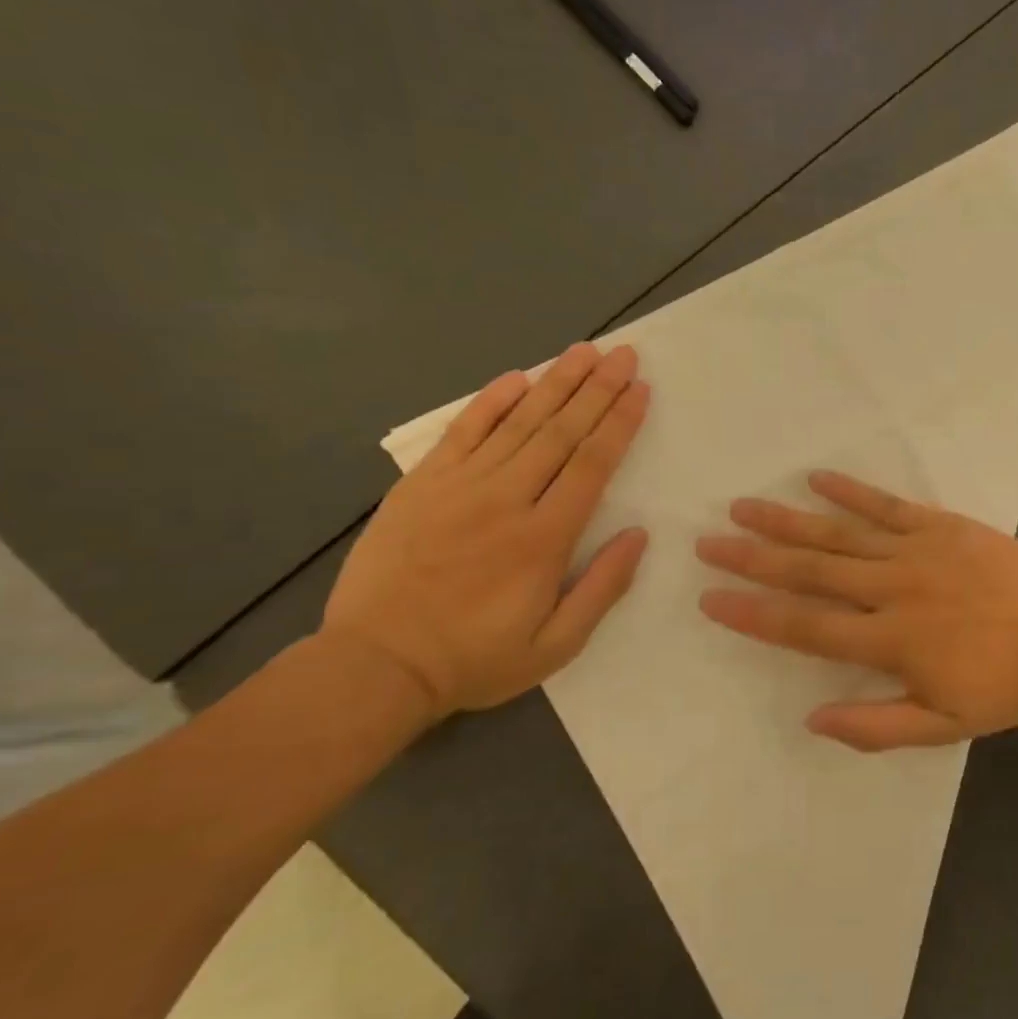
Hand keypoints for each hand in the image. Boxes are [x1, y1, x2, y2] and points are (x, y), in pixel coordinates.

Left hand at [324, 343, 650, 719]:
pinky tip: (516, 378)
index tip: (641, 390)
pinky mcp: (421, 486)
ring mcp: (459, 487)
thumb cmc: (476, 659)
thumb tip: (638, 535)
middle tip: (624, 354)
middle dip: (598, 389)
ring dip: (555, 383)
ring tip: (584, 352)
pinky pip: (462, 432)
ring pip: (518, 423)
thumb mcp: (556, 645)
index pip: (593, 464)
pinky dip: (490, 402)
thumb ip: (603, 588)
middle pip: (561, 432)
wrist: (376, 666)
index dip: (620, 423)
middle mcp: (506, 500)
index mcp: (544, 538)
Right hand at [695, 472, 1017, 750]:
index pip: (806, 626)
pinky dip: (851, 491)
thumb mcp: (945, 726)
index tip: (710, 599)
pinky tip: (817, 478)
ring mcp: (917, 551)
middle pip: (810, 572)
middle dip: (754, 559)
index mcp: (890, 641)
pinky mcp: (942, 525)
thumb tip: (811, 719)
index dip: (754, 614)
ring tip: (743, 507)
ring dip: (788, 521)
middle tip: (708, 543)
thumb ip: (876, 726)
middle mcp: (892, 589)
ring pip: (839, 534)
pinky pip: (888, 505)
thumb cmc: (1006, 685)